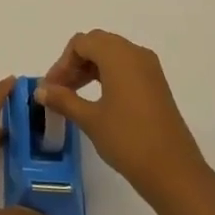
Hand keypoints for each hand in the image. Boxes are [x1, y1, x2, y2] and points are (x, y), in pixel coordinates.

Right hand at [36, 30, 212, 207]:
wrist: (174, 171)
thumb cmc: (128, 140)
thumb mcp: (90, 119)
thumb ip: (63, 99)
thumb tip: (40, 90)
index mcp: (119, 55)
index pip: (81, 43)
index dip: (62, 63)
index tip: (51, 88)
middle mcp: (136, 54)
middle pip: (97, 44)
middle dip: (75, 62)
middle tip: (60, 88)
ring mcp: (150, 69)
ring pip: (112, 54)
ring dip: (90, 68)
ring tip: (75, 95)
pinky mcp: (157, 85)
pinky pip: (126, 67)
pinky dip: (107, 75)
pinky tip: (98, 99)